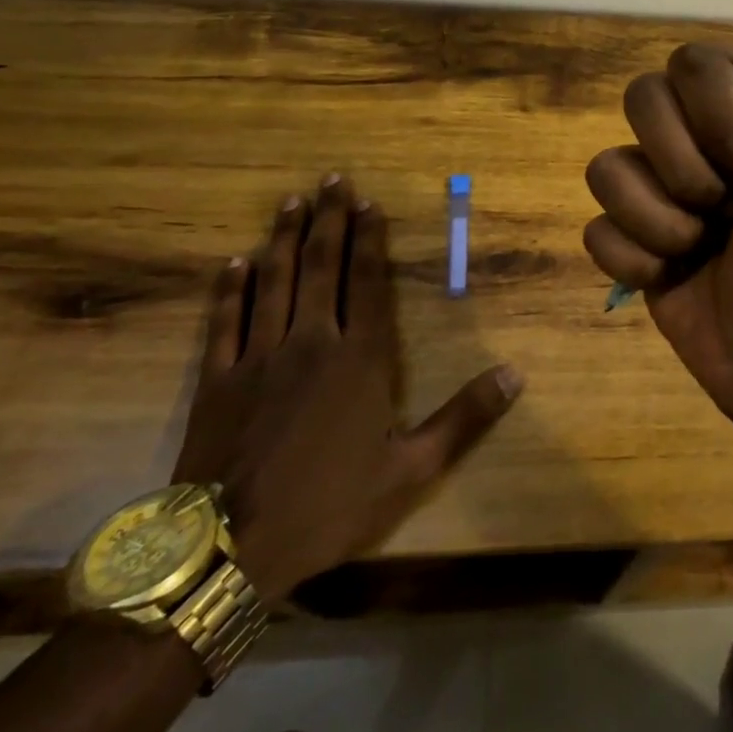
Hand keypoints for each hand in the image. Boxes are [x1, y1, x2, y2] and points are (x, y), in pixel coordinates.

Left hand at [172, 174, 521, 603]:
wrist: (229, 551)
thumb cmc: (329, 505)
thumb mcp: (412, 469)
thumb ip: (465, 417)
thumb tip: (516, 374)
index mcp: (360, 360)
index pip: (367, 284)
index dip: (369, 241)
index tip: (370, 204)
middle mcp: (311, 343)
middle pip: (321, 268)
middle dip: (329, 220)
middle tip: (332, 179)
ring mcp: (259, 358)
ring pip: (274, 283)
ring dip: (284, 239)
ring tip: (292, 202)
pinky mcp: (217, 381)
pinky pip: (225, 322)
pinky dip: (230, 289)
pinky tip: (235, 262)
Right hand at [582, 0, 732, 439]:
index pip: (698, 63)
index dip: (718, 122)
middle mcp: (707, 132)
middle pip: (642, 100)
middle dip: (687, 171)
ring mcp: (664, 183)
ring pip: (607, 163)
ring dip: (659, 220)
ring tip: (703, 248)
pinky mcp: (633, 233)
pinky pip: (595, 223)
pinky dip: (636, 257)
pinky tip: (676, 274)